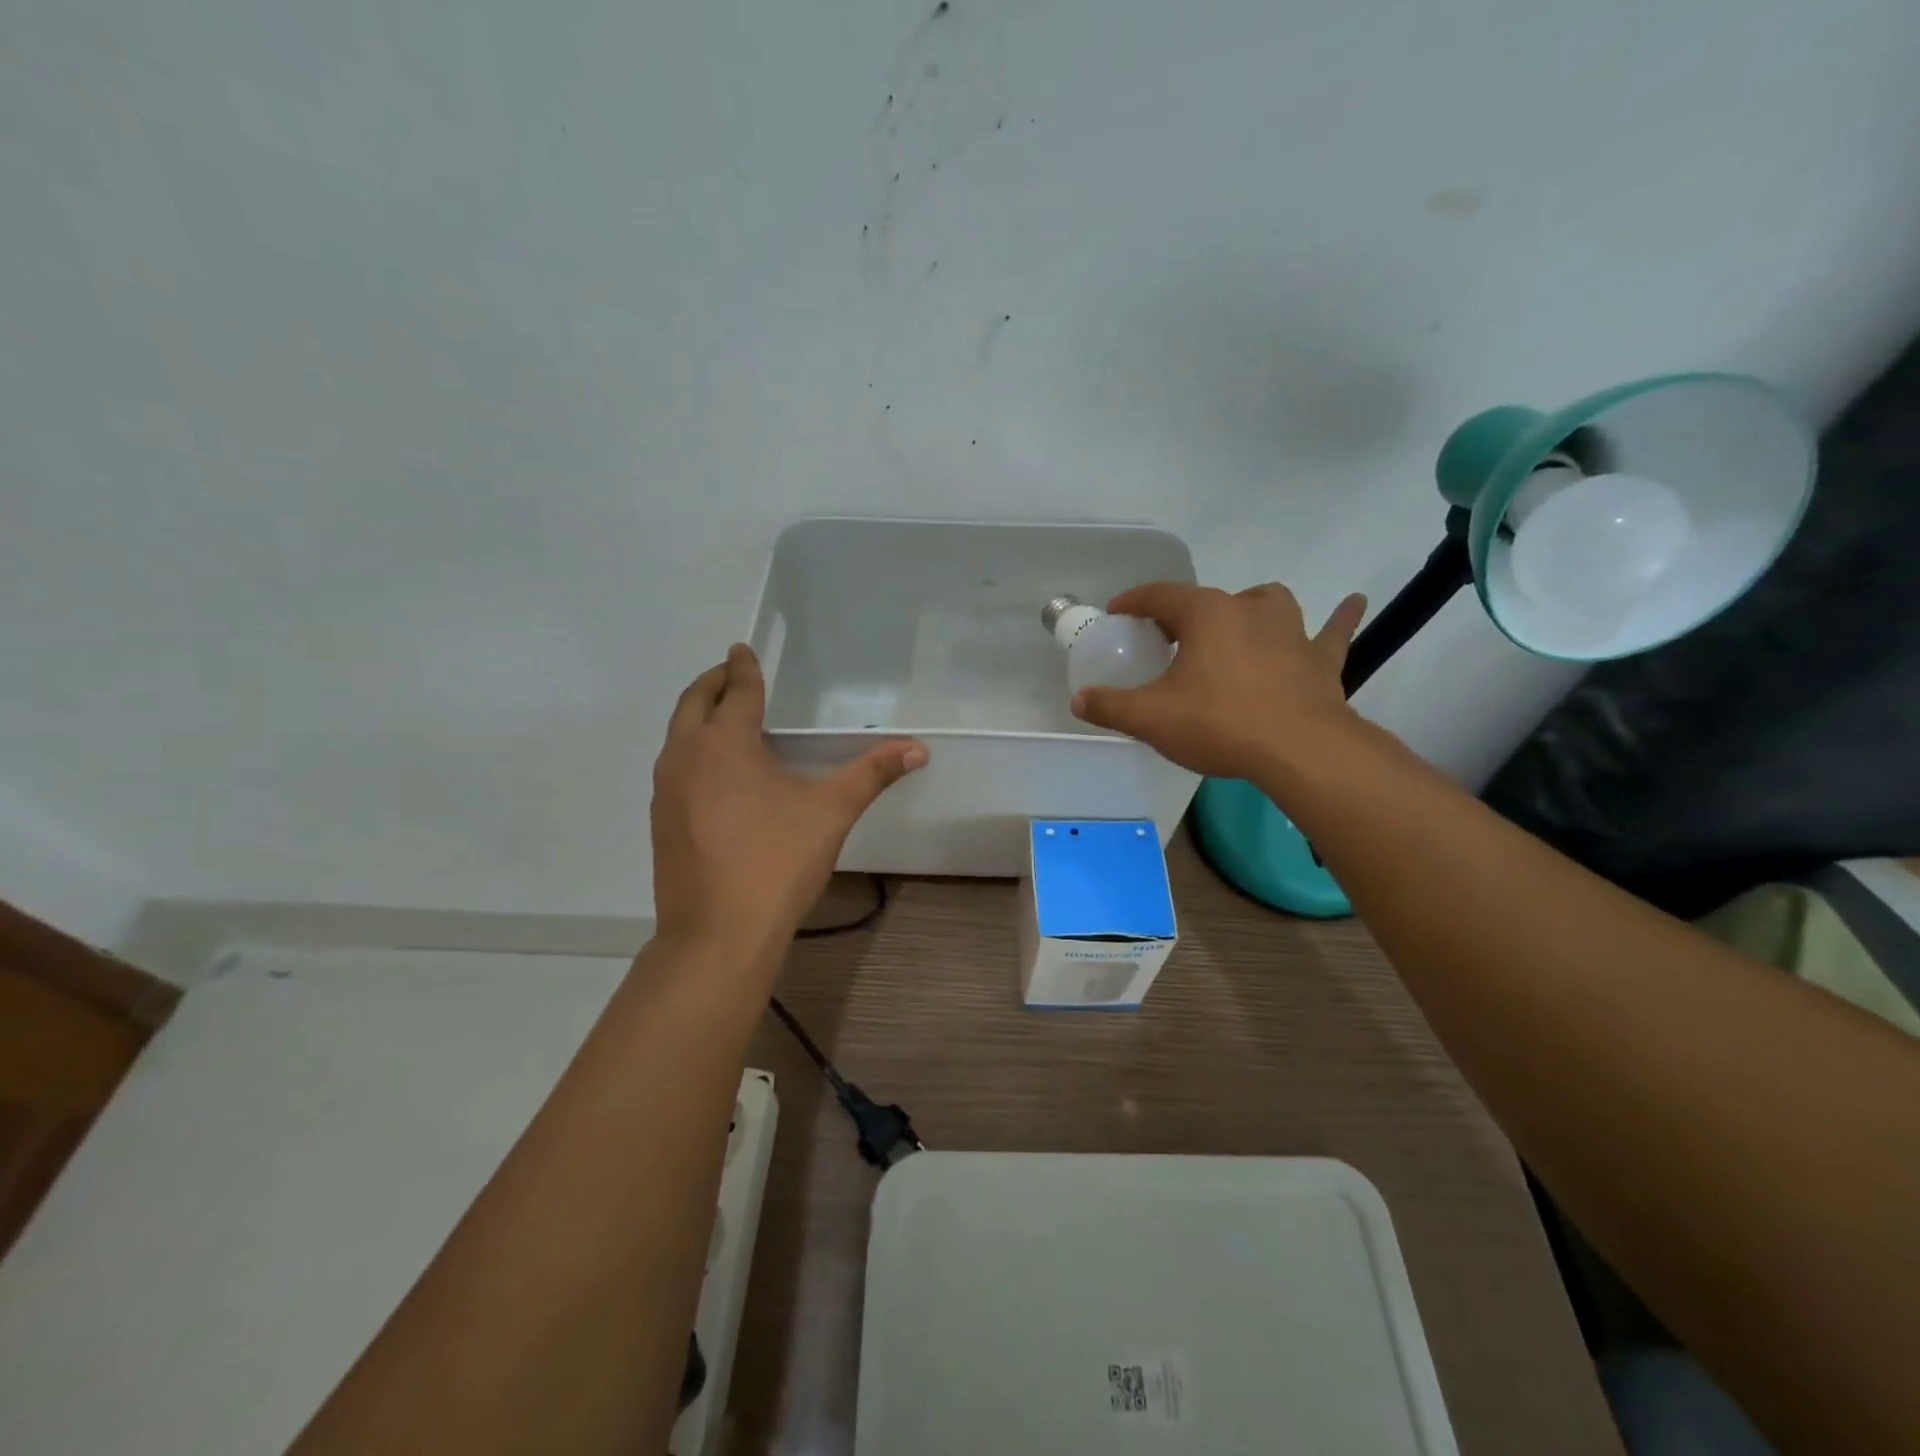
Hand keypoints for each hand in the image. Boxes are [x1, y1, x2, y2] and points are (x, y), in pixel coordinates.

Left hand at [651, 644, 926, 952]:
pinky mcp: (661, 821)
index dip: (743, 667)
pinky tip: (715, 774)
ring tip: (723, 717)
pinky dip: (692, 751)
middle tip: (730, 672)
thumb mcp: (831, 811)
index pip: (737, 691)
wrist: (718, 934)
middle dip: (713, 682)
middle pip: (693, 704)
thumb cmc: (776, 861)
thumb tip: (918, 747)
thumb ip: (872, 773)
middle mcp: (685, 756)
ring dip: (698, 717)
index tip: (741, 649)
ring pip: (677, 737)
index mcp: (724, 743)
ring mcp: (666, 791)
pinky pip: (675, 767)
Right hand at [1071, 582, 1368, 779]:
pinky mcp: (1321, 659)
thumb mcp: (1150, 718)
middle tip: (1167, 640)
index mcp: (1205, 614)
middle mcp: (1249, 609)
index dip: (1134, 602)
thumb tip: (1079, 700)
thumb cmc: (1219, 723)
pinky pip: (1331, 631)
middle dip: (1184, 614)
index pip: (1160, 595)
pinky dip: (1338, 619)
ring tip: (1237, 626)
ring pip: (1267, 603)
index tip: (1118, 612)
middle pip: (1208, 600)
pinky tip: (1352, 603)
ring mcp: (1291, 631)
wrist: (1299, 750)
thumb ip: (1110, 706)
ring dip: (1248, 609)